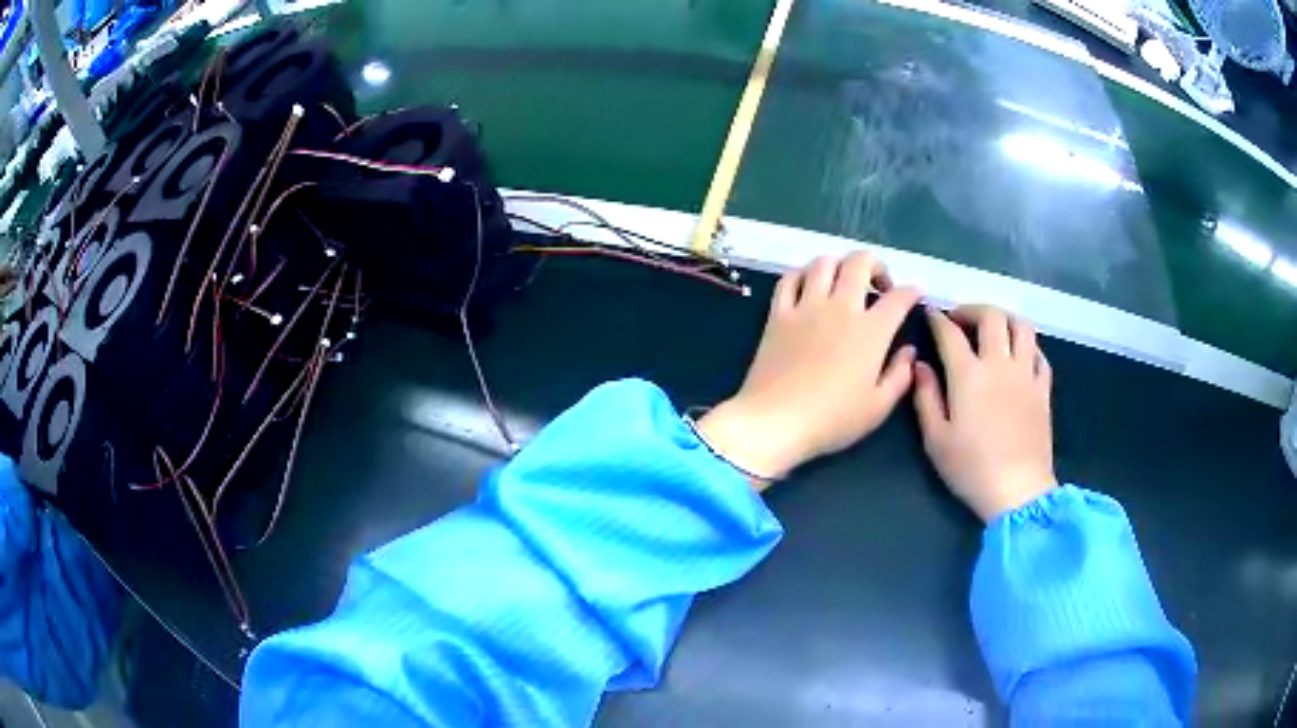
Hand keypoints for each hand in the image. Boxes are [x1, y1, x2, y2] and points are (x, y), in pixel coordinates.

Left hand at [698, 253, 920, 488]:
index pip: (898, 297)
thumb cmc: (832, 419)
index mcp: (871, 331)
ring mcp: (806, 306)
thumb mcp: (878, 407)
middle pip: (860, 263)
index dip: (911, 292)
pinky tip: (808, 286)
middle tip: (879, 284)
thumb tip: (909, 350)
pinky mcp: (778, 313)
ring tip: (844, 282)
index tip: (914, 296)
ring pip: (824, 262)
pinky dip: (803, 274)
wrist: (775, 421)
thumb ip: (900, 375)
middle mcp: (841, 307)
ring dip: (840, 265)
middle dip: (876, 265)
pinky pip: (790, 278)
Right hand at [914, 305, 1056, 521]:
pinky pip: (1039, 354)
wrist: (1018, 490)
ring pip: (1021, 326)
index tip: (930, 314)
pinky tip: (1019, 356)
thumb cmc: (971, 468)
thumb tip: (920, 366)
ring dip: (1005, 320)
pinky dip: (1028, 346)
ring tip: (993, 330)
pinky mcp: (1043, 389)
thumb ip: (926, 397)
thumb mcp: (936, 440)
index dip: (938, 319)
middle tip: (961, 320)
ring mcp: (1026, 374)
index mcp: (968, 375)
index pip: (950, 333)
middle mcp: (999, 364)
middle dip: (972, 310)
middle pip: (991, 316)